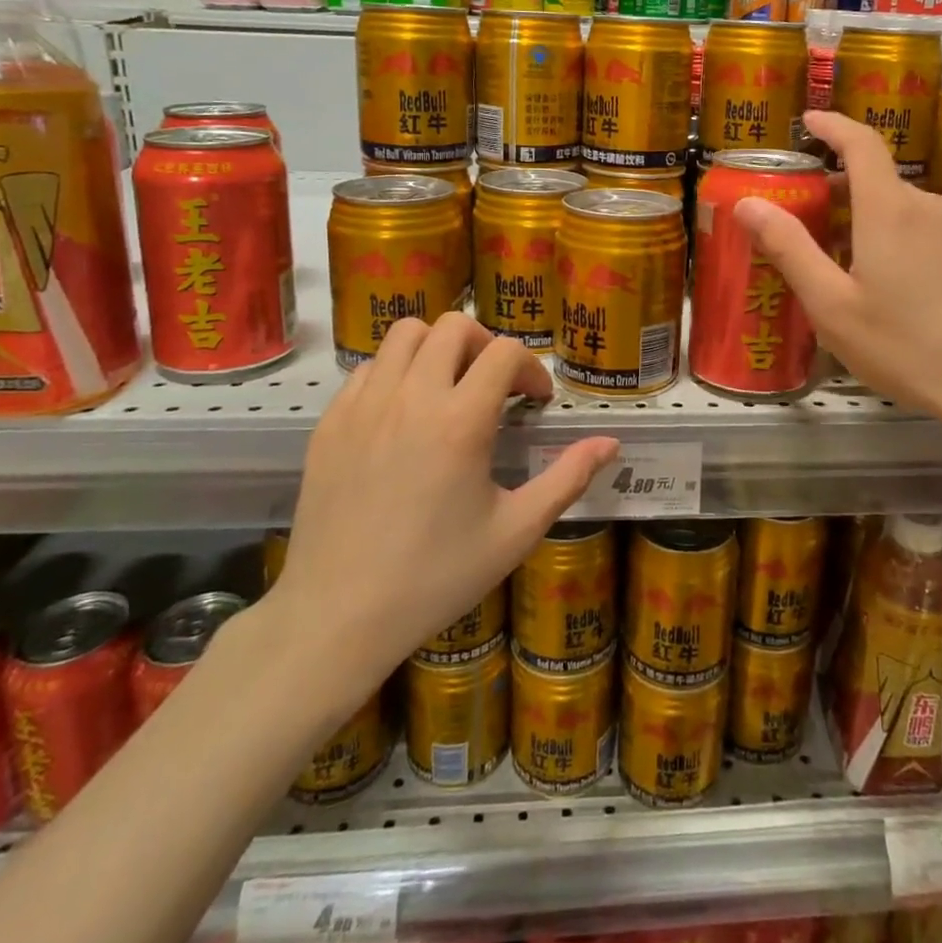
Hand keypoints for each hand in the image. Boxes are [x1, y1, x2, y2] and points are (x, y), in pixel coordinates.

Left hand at [267, 314, 617, 719]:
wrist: (338, 616)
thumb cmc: (436, 577)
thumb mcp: (515, 532)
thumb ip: (567, 479)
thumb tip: (610, 443)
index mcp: (461, 421)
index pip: (505, 352)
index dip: (531, 369)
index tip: (535, 402)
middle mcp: (412, 397)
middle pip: (455, 326)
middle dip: (486, 346)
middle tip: (494, 386)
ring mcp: (364, 405)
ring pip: (405, 334)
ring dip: (437, 348)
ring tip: (448, 388)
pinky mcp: (331, 422)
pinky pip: (367, 369)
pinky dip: (394, 374)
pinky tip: (403, 416)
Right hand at [734, 110, 941, 461]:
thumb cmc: (906, 347)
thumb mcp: (833, 305)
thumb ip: (790, 249)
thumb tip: (746, 203)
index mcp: (890, 210)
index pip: (861, 143)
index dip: (833, 126)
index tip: (808, 121)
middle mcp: (929, 207)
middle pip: (879, 181)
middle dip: (839, 189)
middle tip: (805, 219)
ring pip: (904, 211)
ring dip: (869, 220)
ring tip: (843, 262)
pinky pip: (928, 233)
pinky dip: (898, 239)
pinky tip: (892, 287)